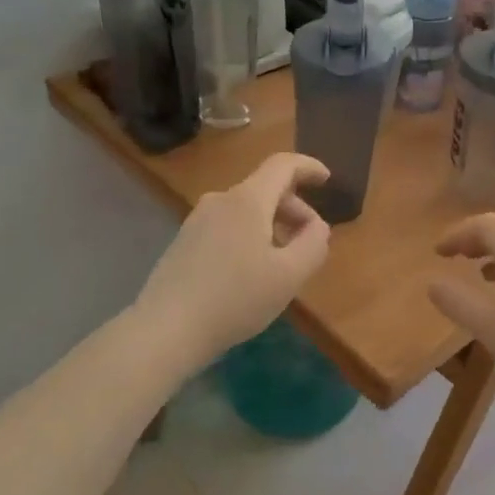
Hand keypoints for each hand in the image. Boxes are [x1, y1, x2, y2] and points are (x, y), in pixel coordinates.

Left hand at [136, 153, 331, 367]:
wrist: (167, 329)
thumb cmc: (235, 298)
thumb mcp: (289, 275)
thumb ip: (314, 244)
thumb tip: (317, 226)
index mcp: (247, 200)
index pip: (283, 164)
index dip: (308, 167)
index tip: (327, 180)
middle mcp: (220, 201)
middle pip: (265, 189)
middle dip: (295, 209)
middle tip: (311, 241)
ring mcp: (197, 221)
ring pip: (246, 210)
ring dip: (273, 226)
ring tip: (283, 263)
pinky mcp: (184, 242)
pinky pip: (228, 227)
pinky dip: (250, 237)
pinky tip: (252, 273)